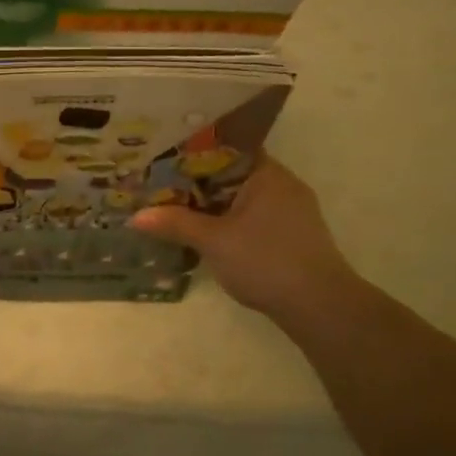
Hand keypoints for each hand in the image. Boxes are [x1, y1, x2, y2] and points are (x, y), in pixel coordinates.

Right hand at [131, 155, 357, 322]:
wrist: (319, 306)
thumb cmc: (266, 261)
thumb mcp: (213, 241)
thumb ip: (175, 224)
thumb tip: (135, 216)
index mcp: (267, 174)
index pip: (226, 149)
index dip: (193, 152)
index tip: (163, 157)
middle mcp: (282, 184)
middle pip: (231, 174)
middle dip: (197, 181)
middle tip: (160, 184)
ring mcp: (291, 211)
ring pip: (241, 197)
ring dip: (212, 204)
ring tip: (175, 207)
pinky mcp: (292, 234)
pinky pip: (252, 216)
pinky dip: (228, 220)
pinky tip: (205, 232)